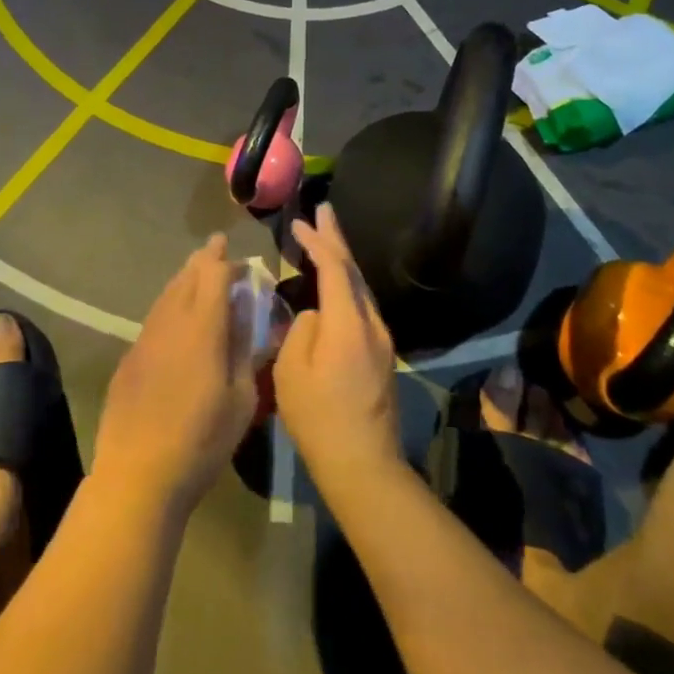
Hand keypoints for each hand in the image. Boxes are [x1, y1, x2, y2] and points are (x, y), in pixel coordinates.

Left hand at [93, 234, 257, 516]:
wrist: (138, 473)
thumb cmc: (202, 440)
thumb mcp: (241, 398)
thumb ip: (244, 348)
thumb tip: (247, 311)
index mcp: (202, 327)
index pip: (213, 274)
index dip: (226, 260)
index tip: (238, 256)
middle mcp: (170, 322)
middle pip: (186, 277)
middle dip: (204, 260)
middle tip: (217, 248)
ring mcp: (145, 338)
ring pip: (166, 294)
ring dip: (184, 279)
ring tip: (197, 273)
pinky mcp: (130, 357)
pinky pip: (154, 317)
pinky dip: (170, 305)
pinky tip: (176, 316)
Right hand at [274, 204, 401, 494]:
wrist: (363, 463)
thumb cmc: (319, 417)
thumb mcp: (291, 371)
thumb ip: (301, 330)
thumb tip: (314, 316)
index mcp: (348, 322)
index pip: (334, 268)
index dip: (317, 242)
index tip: (299, 222)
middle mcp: (372, 323)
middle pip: (353, 270)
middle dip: (337, 238)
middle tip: (325, 210)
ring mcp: (381, 339)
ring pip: (361, 287)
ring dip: (343, 261)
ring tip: (327, 238)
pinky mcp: (382, 355)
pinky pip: (362, 305)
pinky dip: (346, 284)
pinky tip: (335, 284)